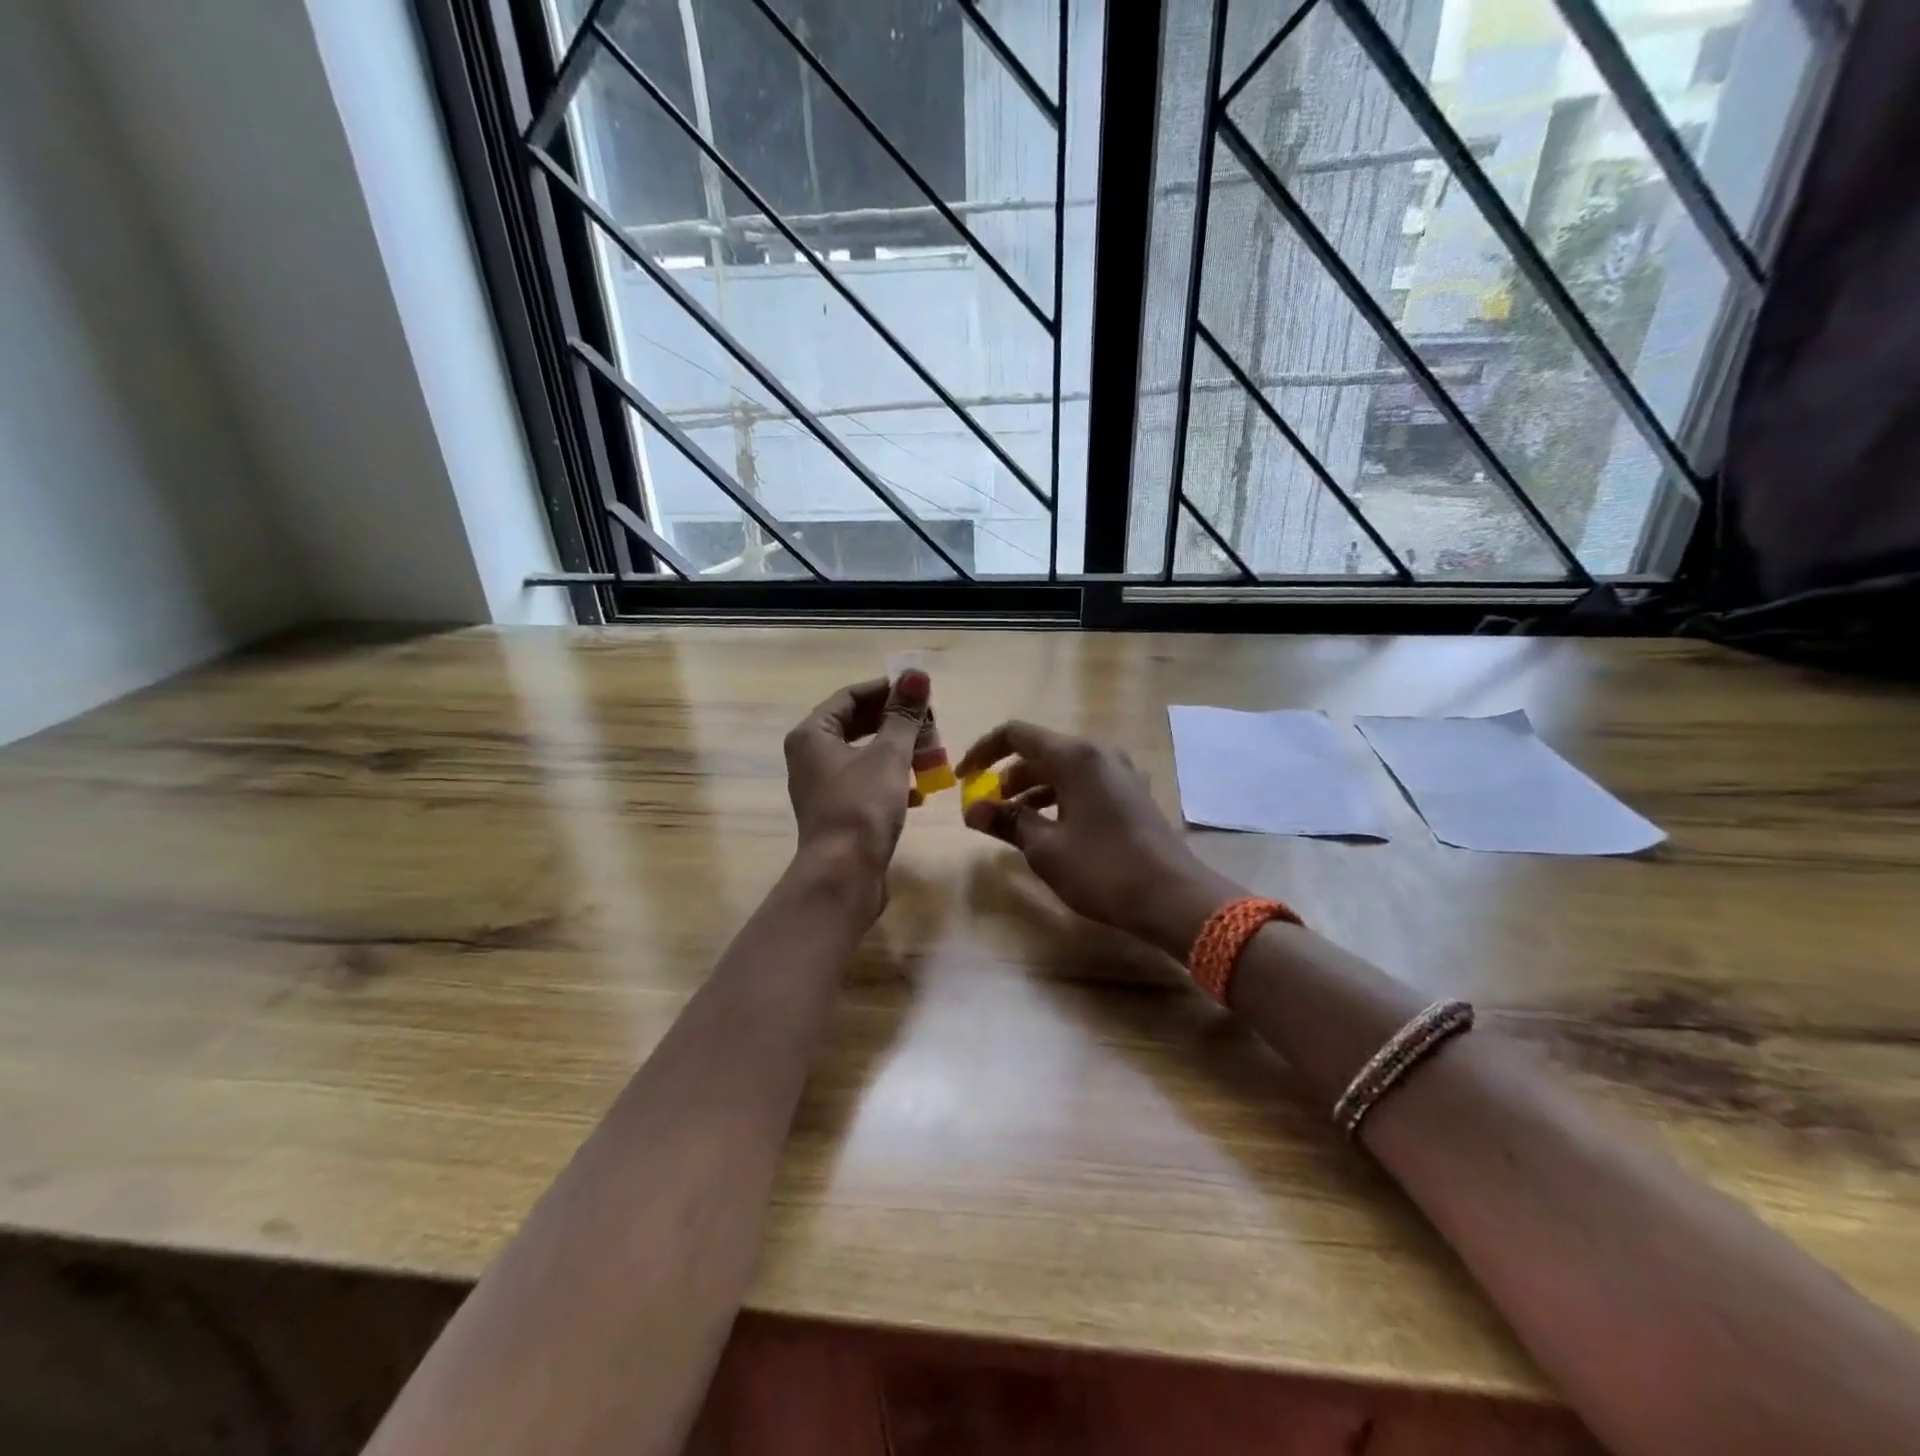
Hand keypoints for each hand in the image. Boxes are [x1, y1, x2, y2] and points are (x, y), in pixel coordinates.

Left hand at [783, 672, 930, 892]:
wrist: (844, 875)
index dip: (888, 691)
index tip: (922, 693)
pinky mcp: (839, 812)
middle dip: (897, 724)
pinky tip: (919, 790)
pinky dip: (892, 780)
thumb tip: (916, 675)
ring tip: (932, 755)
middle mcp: (811, 756)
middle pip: (858, 725)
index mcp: (812, 735)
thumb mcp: (888, 754)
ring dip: (899, 752)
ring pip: (865, 755)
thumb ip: (903, 715)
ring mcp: (823, 786)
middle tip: (932, 725)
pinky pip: (867, 783)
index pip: (851, 696)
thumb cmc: (862, 806)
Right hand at [956, 721, 1242, 956]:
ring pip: (1062, 769)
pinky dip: (1058, 798)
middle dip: (1007, 776)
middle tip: (986, 808)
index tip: (962, 777)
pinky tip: (1048, 829)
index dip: (983, 751)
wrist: (1173, 898)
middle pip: (1040, 750)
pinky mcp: (1130, 793)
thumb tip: (972, 810)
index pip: (1016, 734)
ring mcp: (1119, 772)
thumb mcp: (1046, 848)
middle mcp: (1099, 753)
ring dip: (1032, 789)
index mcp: (1076, 756)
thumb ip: (1008, 821)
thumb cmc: (1103, 869)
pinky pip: (1083, 783)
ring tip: (1013, 823)